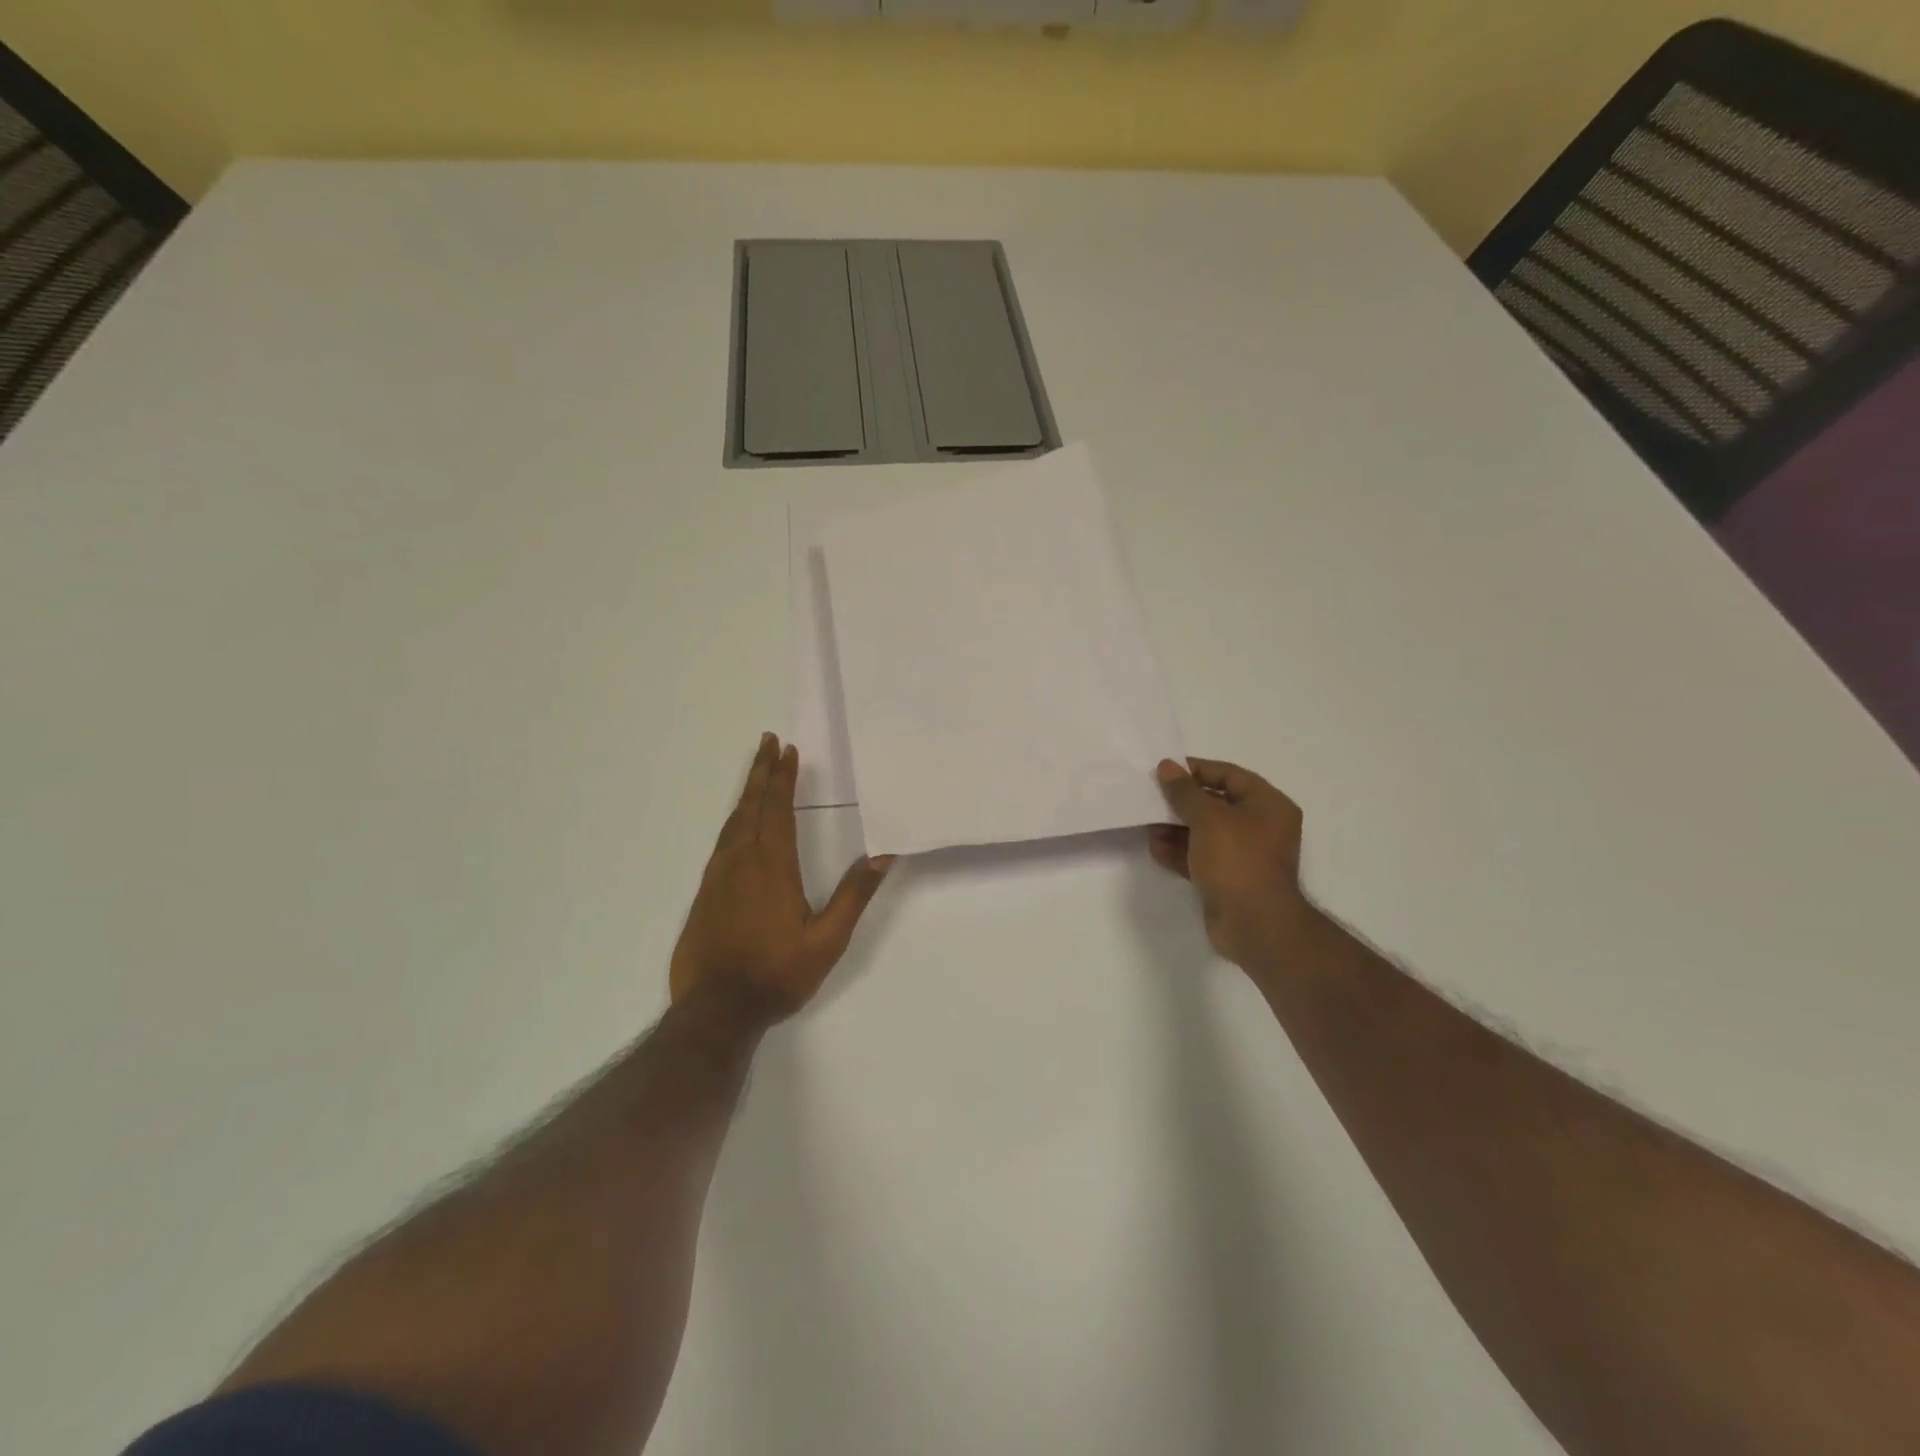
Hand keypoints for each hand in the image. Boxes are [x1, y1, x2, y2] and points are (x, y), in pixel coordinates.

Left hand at [670, 733, 895, 1024]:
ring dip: (746, 793)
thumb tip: (884, 856)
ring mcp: (718, 877)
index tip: (787, 751)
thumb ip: (854, 895)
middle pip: (751, 806)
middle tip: (767, 742)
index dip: (783, 779)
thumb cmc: (777, 974)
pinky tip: (738, 825)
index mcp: (773, 867)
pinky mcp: (705, 894)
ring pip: (732, 822)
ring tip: (756, 773)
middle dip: (761, 773)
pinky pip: (721, 843)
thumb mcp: (827, 940)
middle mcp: (741, 862)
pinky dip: (733, 821)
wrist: (715, 1010)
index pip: (778, 810)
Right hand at [1150, 758, 1315, 970]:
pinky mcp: (1229, 880)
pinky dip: (1180, 851)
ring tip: (1148, 824)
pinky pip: (1201, 857)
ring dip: (1176, 827)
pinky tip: (1155, 848)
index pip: (1230, 775)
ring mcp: (1245, 856)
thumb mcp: (1208, 818)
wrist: (1255, 925)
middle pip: (1217, 804)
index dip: (1198, 770)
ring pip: (1206, 832)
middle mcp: (1261, 827)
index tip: (1166, 770)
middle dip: (1183, 801)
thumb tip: (1167, 767)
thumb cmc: (1238, 860)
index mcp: (1268, 805)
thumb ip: (1184, 791)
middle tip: (1152, 796)